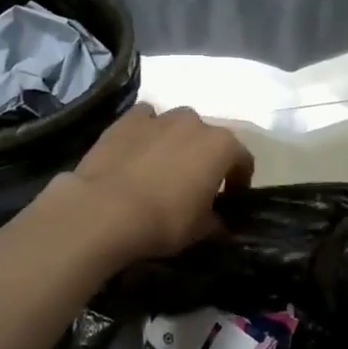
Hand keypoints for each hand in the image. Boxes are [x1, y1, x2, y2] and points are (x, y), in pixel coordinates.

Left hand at [53, 103, 254, 266]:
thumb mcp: (200, 231)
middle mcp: (194, 123)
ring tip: (164, 168)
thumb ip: (216, 222)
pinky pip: (145, 120)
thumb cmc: (164, 221)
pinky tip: (138, 152)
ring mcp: (159, 117)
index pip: (243, 160)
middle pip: (208, 138)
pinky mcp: (126, 120)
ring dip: (177, 142)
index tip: (231, 199)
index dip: (239, 180)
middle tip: (195, 184)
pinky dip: (147, 132)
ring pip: (177, 125)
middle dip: (206, 158)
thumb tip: (219, 222)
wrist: (104, 210)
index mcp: (221, 146)